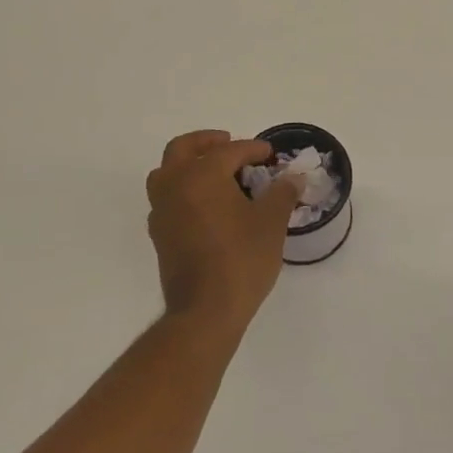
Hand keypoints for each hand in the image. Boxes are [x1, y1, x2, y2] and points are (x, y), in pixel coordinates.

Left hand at [146, 130, 300, 331]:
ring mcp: (162, 211)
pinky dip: (183, 189)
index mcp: (201, 176)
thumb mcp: (271, 223)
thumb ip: (282, 193)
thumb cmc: (241, 260)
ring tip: (215, 173)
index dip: (253, 149)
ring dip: (188, 164)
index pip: (229, 151)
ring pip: (167, 172)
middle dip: (207, 142)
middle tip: (230, 145)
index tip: (270, 154)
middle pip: (183, 149)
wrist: (205, 311)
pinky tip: (206, 204)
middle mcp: (175, 186)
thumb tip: (292, 178)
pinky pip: (166, 197)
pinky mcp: (159, 234)